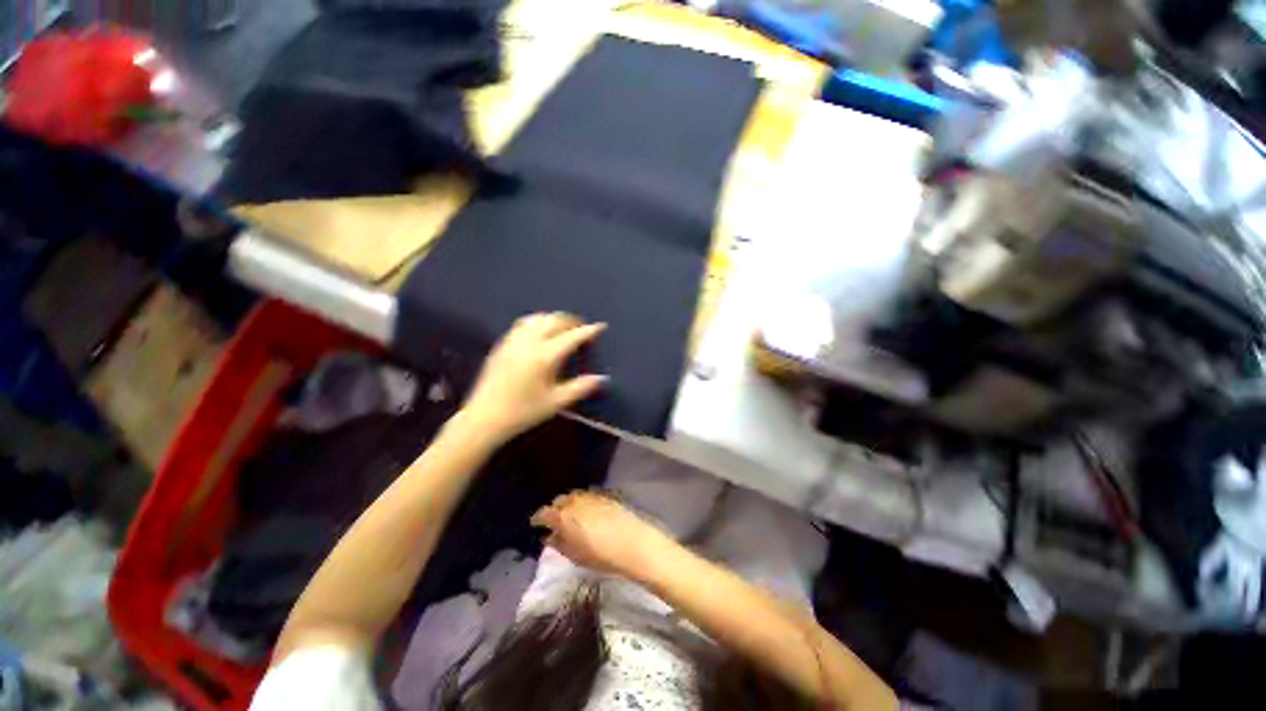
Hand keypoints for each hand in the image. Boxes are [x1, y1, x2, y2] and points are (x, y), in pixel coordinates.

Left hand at [459, 313, 606, 443]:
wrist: (484, 418)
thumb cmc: (523, 412)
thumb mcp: (556, 402)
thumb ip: (581, 388)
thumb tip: (602, 379)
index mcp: (544, 356)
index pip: (571, 337)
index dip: (588, 330)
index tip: (601, 326)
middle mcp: (529, 343)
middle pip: (553, 320)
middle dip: (570, 320)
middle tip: (581, 327)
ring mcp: (512, 341)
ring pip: (536, 318)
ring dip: (553, 318)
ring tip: (562, 326)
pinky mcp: (501, 345)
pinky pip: (522, 324)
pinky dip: (537, 322)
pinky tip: (539, 331)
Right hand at [530, 491, 671, 578]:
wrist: (634, 543)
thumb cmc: (602, 556)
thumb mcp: (575, 556)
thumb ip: (559, 543)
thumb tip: (549, 536)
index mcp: (563, 516)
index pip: (544, 513)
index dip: (538, 519)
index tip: (536, 525)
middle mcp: (575, 501)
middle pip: (559, 501)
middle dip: (555, 509)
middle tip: (555, 521)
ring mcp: (591, 496)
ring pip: (573, 496)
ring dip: (569, 504)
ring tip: (570, 516)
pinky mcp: (605, 495)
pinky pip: (587, 496)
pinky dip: (582, 502)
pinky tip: (587, 512)